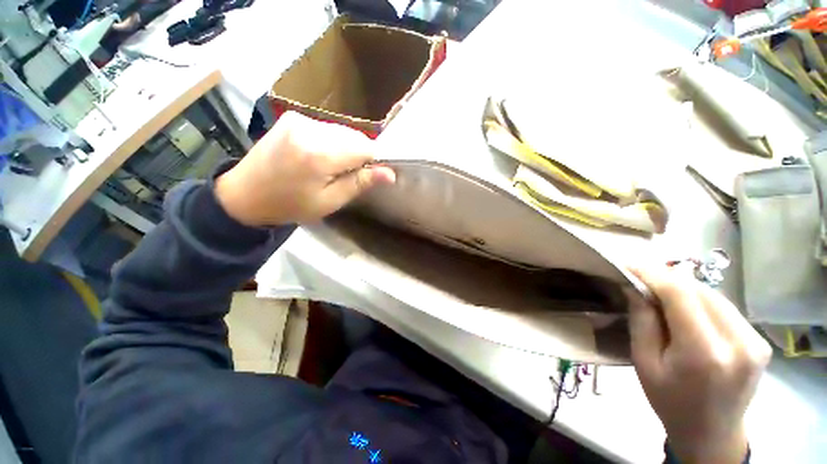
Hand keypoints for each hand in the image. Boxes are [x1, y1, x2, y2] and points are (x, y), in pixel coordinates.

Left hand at [215, 111, 394, 225]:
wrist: (244, 194)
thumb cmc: (290, 205)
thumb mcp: (329, 201)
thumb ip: (360, 183)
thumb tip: (390, 174)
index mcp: (319, 154)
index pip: (365, 147)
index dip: (373, 161)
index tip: (367, 175)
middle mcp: (310, 128)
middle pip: (354, 136)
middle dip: (359, 154)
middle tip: (346, 175)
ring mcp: (299, 119)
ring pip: (342, 131)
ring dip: (345, 148)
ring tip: (330, 167)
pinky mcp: (292, 117)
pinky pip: (326, 128)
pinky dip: (331, 141)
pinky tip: (318, 156)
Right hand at [628, 265, 770, 463]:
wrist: (712, 433)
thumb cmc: (670, 401)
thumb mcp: (644, 362)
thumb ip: (642, 320)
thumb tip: (634, 286)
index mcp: (704, 353)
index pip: (680, 293)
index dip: (652, 273)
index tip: (628, 265)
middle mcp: (738, 342)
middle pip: (699, 290)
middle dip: (666, 279)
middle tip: (640, 280)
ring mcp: (755, 340)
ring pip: (713, 295)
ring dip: (683, 289)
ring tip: (659, 293)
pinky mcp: (759, 340)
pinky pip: (725, 307)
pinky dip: (700, 301)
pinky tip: (686, 309)